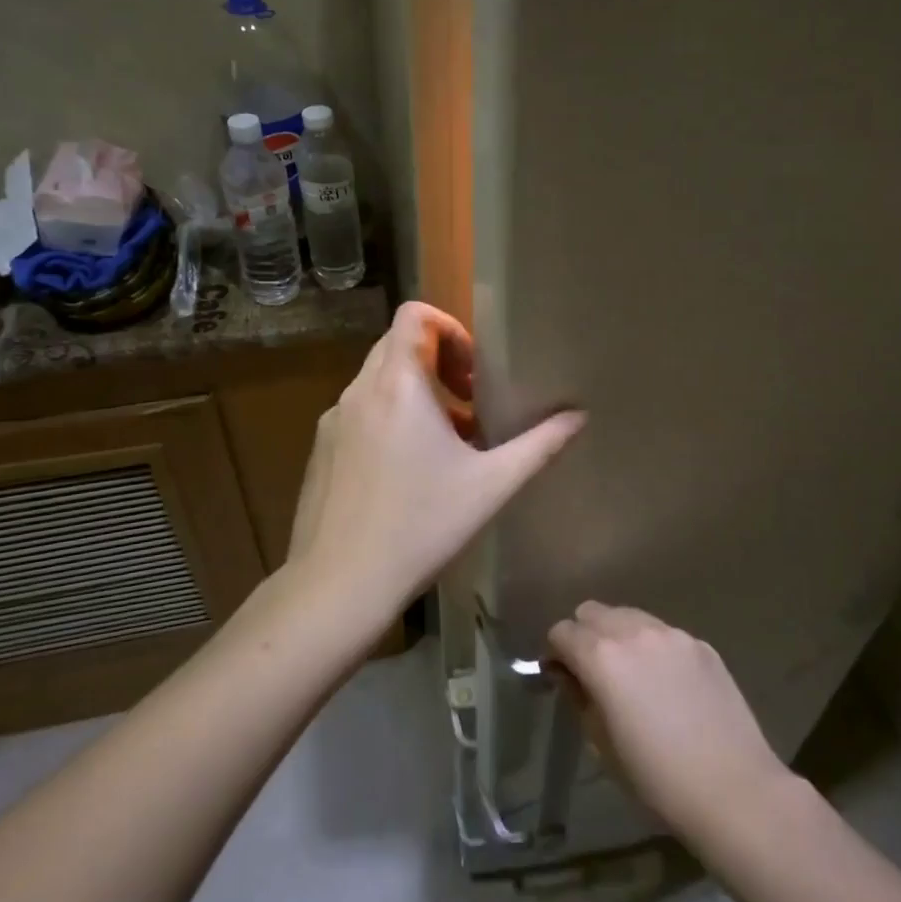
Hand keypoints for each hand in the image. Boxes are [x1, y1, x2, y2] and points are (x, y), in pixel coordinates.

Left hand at [287, 301, 582, 615]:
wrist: (339, 586)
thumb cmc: (421, 527)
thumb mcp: (491, 485)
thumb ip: (539, 445)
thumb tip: (579, 416)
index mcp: (397, 384)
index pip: (414, 315)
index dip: (449, 328)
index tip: (474, 371)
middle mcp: (359, 391)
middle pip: (398, 346)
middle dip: (439, 363)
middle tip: (471, 402)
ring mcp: (333, 421)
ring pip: (379, 383)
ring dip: (417, 396)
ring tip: (449, 442)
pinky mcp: (321, 451)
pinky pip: (360, 414)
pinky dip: (389, 421)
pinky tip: (410, 473)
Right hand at [548, 603, 791, 834]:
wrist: (733, 789)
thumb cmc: (657, 779)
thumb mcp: (601, 744)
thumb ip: (579, 697)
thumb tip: (568, 674)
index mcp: (601, 657)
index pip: (562, 632)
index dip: (556, 653)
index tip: (563, 677)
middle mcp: (633, 631)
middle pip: (592, 612)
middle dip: (585, 635)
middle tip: (594, 672)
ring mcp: (671, 633)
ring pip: (629, 616)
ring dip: (619, 635)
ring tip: (633, 675)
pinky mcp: (700, 643)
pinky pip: (663, 633)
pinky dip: (654, 648)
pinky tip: (669, 685)